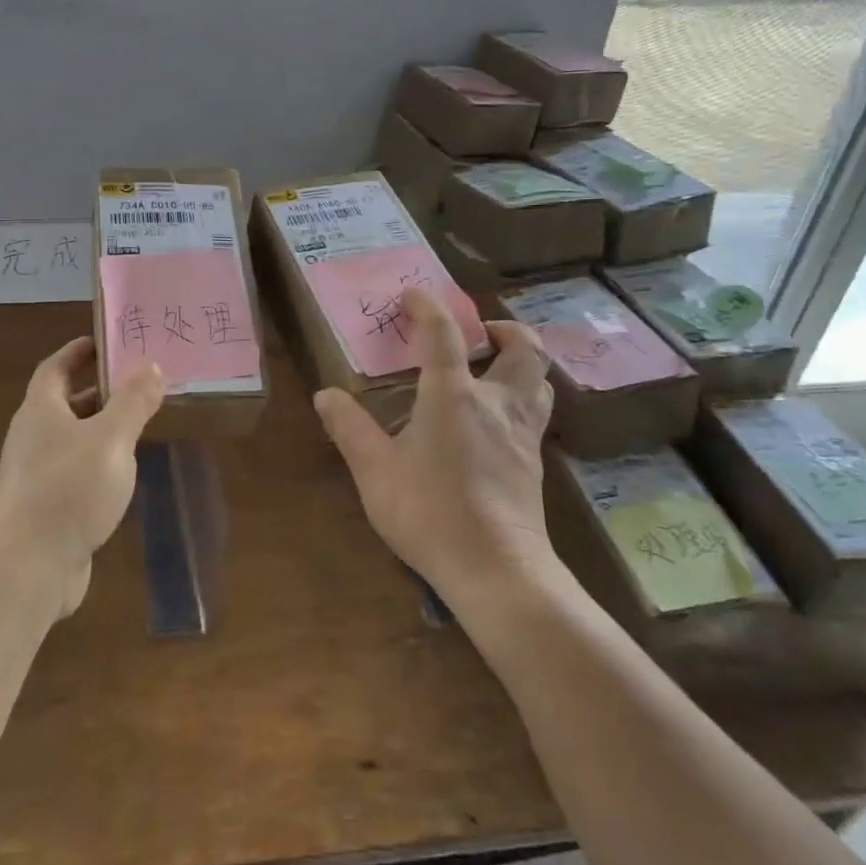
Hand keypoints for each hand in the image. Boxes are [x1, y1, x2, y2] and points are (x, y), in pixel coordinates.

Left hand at [0, 336, 165, 617]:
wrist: (28, 567)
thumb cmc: (69, 489)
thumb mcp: (111, 439)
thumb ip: (132, 401)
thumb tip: (149, 364)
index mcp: (41, 411)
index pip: (55, 368)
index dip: (77, 352)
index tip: (104, 341)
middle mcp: (33, 438)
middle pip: (64, 403)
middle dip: (97, 391)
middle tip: (136, 383)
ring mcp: (35, 475)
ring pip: (71, 440)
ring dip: (100, 429)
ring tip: (138, 425)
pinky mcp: (45, 507)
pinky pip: (74, 472)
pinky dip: (97, 464)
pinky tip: (122, 475)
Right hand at [313, 287, 559, 608]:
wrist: (496, 570)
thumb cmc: (430, 513)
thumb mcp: (374, 471)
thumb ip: (350, 429)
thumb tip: (325, 395)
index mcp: (453, 396)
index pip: (443, 334)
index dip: (428, 307)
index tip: (412, 294)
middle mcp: (496, 403)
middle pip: (522, 349)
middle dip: (504, 329)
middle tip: (479, 333)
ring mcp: (522, 434)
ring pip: (540, 379)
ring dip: (521, 361)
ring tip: (494, 368)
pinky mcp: (534, 463)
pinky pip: (537, 412)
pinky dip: (523, 396)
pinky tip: (498, 420)